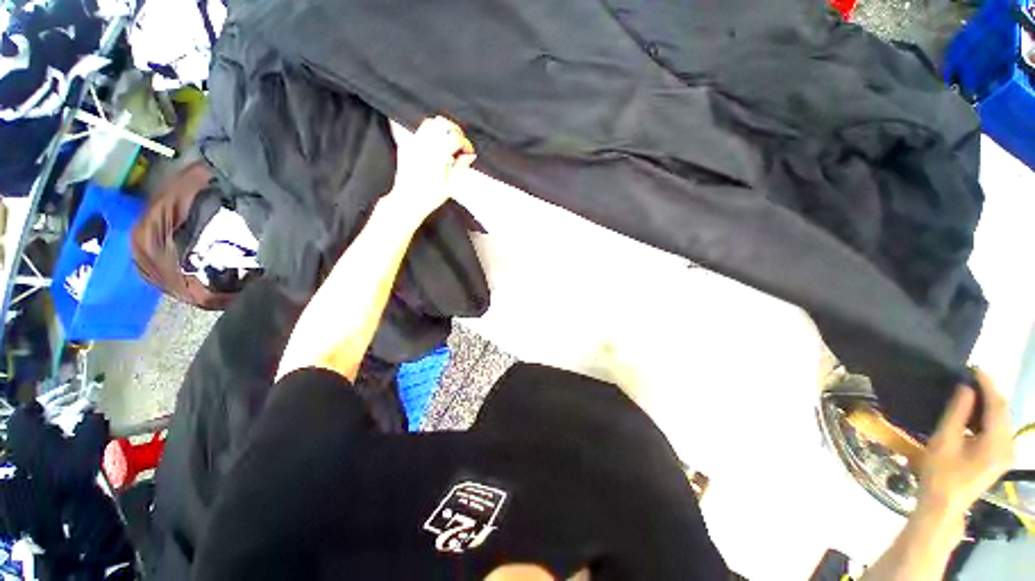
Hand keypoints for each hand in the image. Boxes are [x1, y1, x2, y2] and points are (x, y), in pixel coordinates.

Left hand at [389, 116, 475, 216]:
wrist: (408, 200)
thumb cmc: (431, 196)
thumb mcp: (452, 184)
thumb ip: (462, 166)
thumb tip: (470, 155)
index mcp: (439, 154)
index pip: (456, 137)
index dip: (464, 143)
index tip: (467, 151)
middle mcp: (426, 145)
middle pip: (443, 124)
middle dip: (454, 131)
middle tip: (458, 142)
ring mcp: (414, 144)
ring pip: (430, 123)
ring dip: (441, 129)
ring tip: (446, 142)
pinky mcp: (406, 147)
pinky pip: (419, 132)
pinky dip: (429, 135)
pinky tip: (433, 147)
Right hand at [917, 369, 1013, 520]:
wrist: (944, 504)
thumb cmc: (941, 472)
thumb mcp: (945, 440)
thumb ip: (957, 413)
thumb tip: (966, 387)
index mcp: (998, 443)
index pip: (997, 405)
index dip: (987, 384)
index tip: (973, 367)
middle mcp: (1009, 446)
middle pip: (1003, 412)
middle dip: (990, 392)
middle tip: (971, 376)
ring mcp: (1006, 454)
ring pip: (1002, 421)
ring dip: (989, 404)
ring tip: (972, 391)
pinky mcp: (1000, 458)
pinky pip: (999, 430)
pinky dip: (988, 417)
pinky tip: (975, 413)